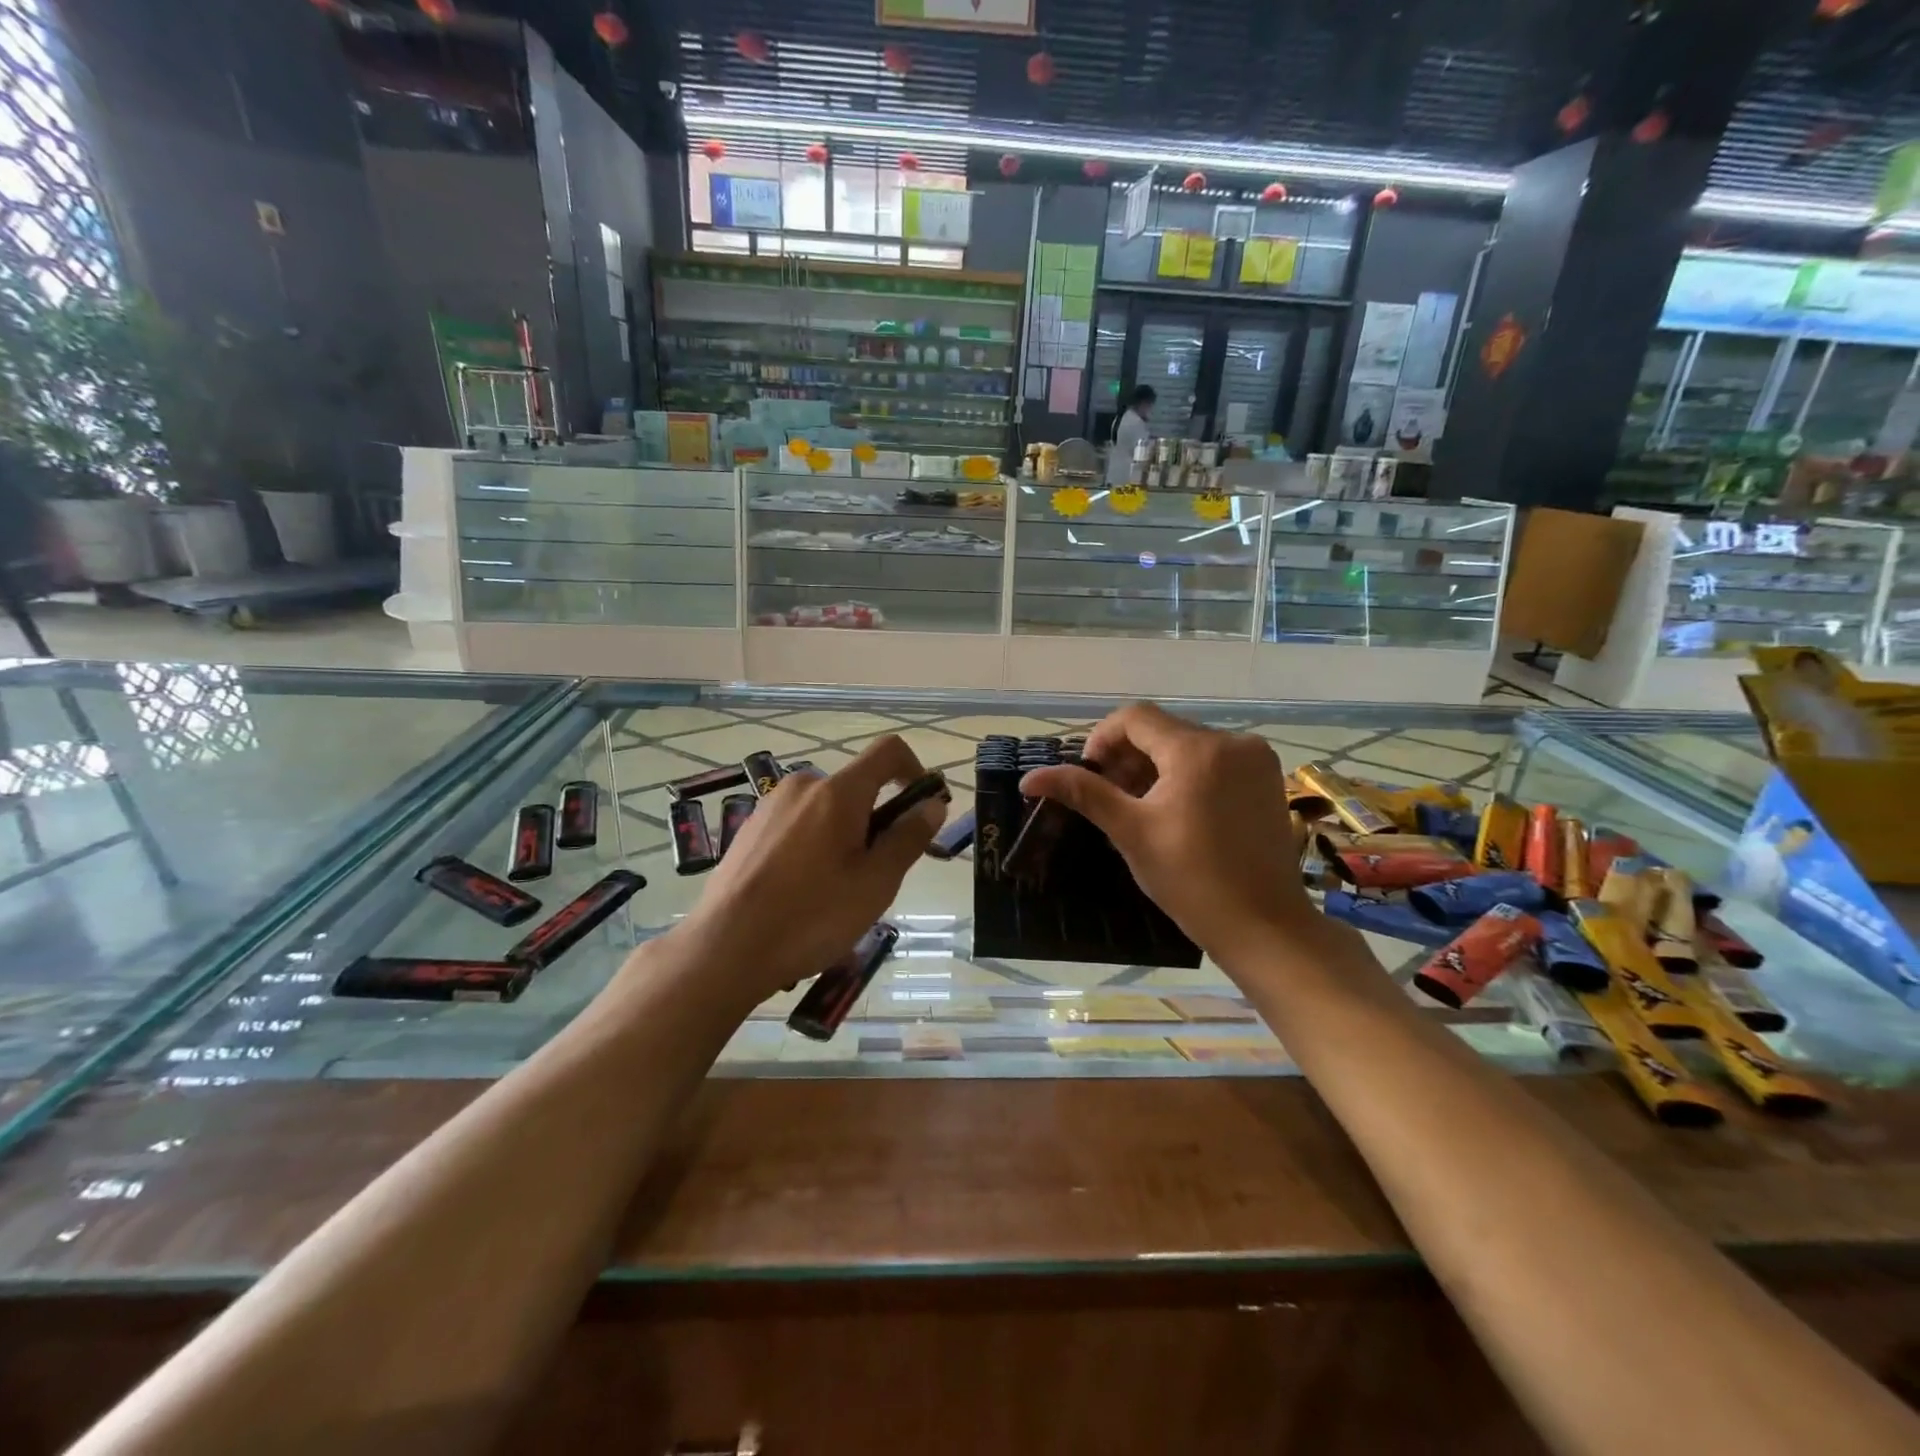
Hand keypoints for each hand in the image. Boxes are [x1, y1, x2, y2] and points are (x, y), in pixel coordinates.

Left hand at [670, 735, 945, 1002]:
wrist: (725, 948)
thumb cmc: (812, 916)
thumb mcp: (876, 883)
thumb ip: (908, 838)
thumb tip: (931, 804)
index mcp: (838, 791)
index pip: (888, 751)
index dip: (915, 770)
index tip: (921, 809)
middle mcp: (803, 786)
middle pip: (857, 787)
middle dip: (877, 819)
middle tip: (876, 874)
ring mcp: (771, 805)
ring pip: (826, 809)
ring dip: (845, 835)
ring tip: (837, 890)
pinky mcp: (749, 829)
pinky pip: (798, 824)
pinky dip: (814, 844)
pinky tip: (803, 891)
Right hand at [1020, 703, 1315, 963]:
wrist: (1263, 926)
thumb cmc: (1191, 880)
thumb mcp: (1130, 832)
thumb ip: (1083, 793)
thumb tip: (1029, 778)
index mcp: (1197, 750)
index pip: (1136, 718)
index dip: (1102, 739)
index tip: (1089, 775)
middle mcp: (1232, 742)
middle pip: (1162, 731)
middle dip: (1128, 757)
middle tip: (1111, 799)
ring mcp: (1256, 759)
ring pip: (1187, 745)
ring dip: (1156, 767)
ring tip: (1140, 809)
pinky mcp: (1267, 778)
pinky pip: (1214, 761)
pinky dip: (1186, 775)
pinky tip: (1176, 811)